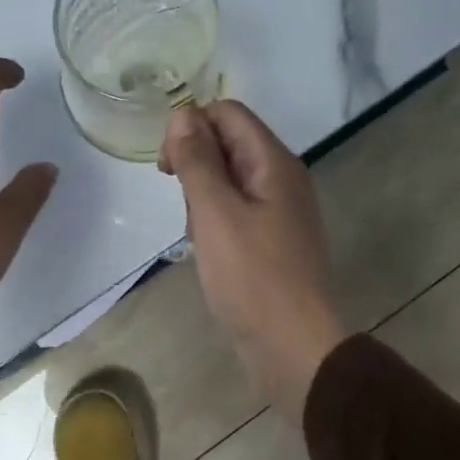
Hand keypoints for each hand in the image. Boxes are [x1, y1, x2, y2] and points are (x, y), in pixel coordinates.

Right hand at [160, 100, 348, 420]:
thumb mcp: (216, 213)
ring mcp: (280, 212)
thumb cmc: (252, 278)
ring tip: (199, 238)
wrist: (292, 346)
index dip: (190, 128)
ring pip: (229, 181)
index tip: (167, 168)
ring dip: (203, 199)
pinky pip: (237, 213)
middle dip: (196, 167)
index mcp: (274, 162)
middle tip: (187, 211)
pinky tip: (209, 253)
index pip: (227, 113)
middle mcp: (282, 179)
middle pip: (228, 144)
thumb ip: (197, 160)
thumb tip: (183, 114)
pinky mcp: (273, 242)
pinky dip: (216, 224)